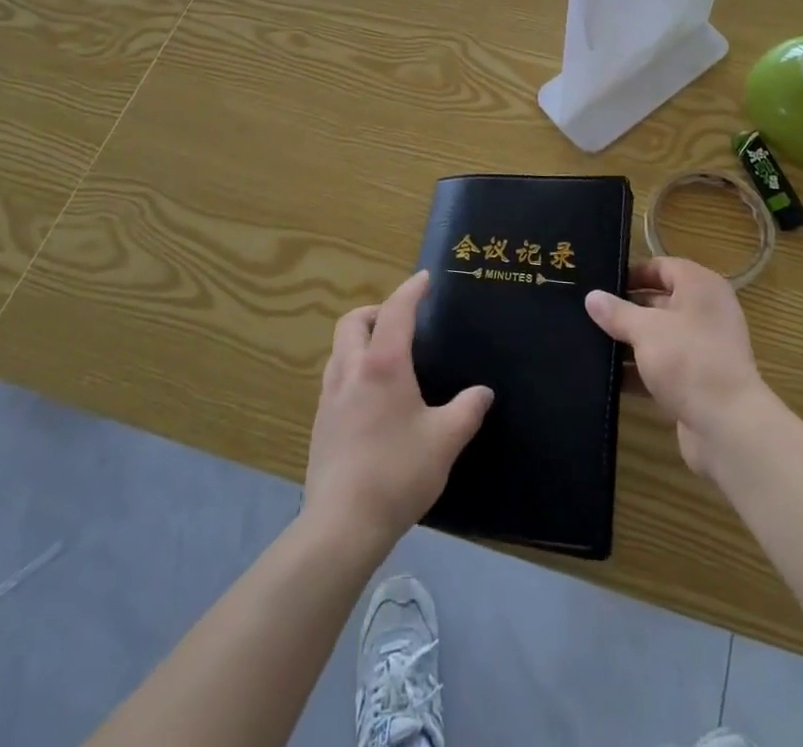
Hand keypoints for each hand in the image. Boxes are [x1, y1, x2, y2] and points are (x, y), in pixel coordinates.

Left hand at [303, 270, 492, 550]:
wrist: (342, 524)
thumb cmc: (398, 472)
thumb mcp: (445, 440)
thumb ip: (467, 411)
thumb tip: (482, 392)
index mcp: (383, 364)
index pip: (396, 311)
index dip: (411, 290)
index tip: (424, 279)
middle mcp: (351, 370)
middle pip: (354, 321)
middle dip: (376, 310)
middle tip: (401, 321)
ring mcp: (329, 397)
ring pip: (339, 348)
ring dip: (360, 339)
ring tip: (386, 356)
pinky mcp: (319, 423)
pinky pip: (335, 377)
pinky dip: (352, 368)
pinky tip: (370, 397)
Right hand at [585, 256, 770, 474]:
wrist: (728, 427)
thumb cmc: (688, 360)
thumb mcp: (645, 329)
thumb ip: (617, 312)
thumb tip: (591, 296)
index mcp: (700, 287)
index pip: (663, 267)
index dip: (633, 273)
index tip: (601, 284)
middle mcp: (706, 312)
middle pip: (660, 302)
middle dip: (626, 309)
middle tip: (588, 313)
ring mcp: (704, 348)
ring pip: (659, 336)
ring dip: (630, 342)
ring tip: (591, 343)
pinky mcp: (698, 381)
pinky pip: (663, 367)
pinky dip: (640, 370)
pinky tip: (609, 378)